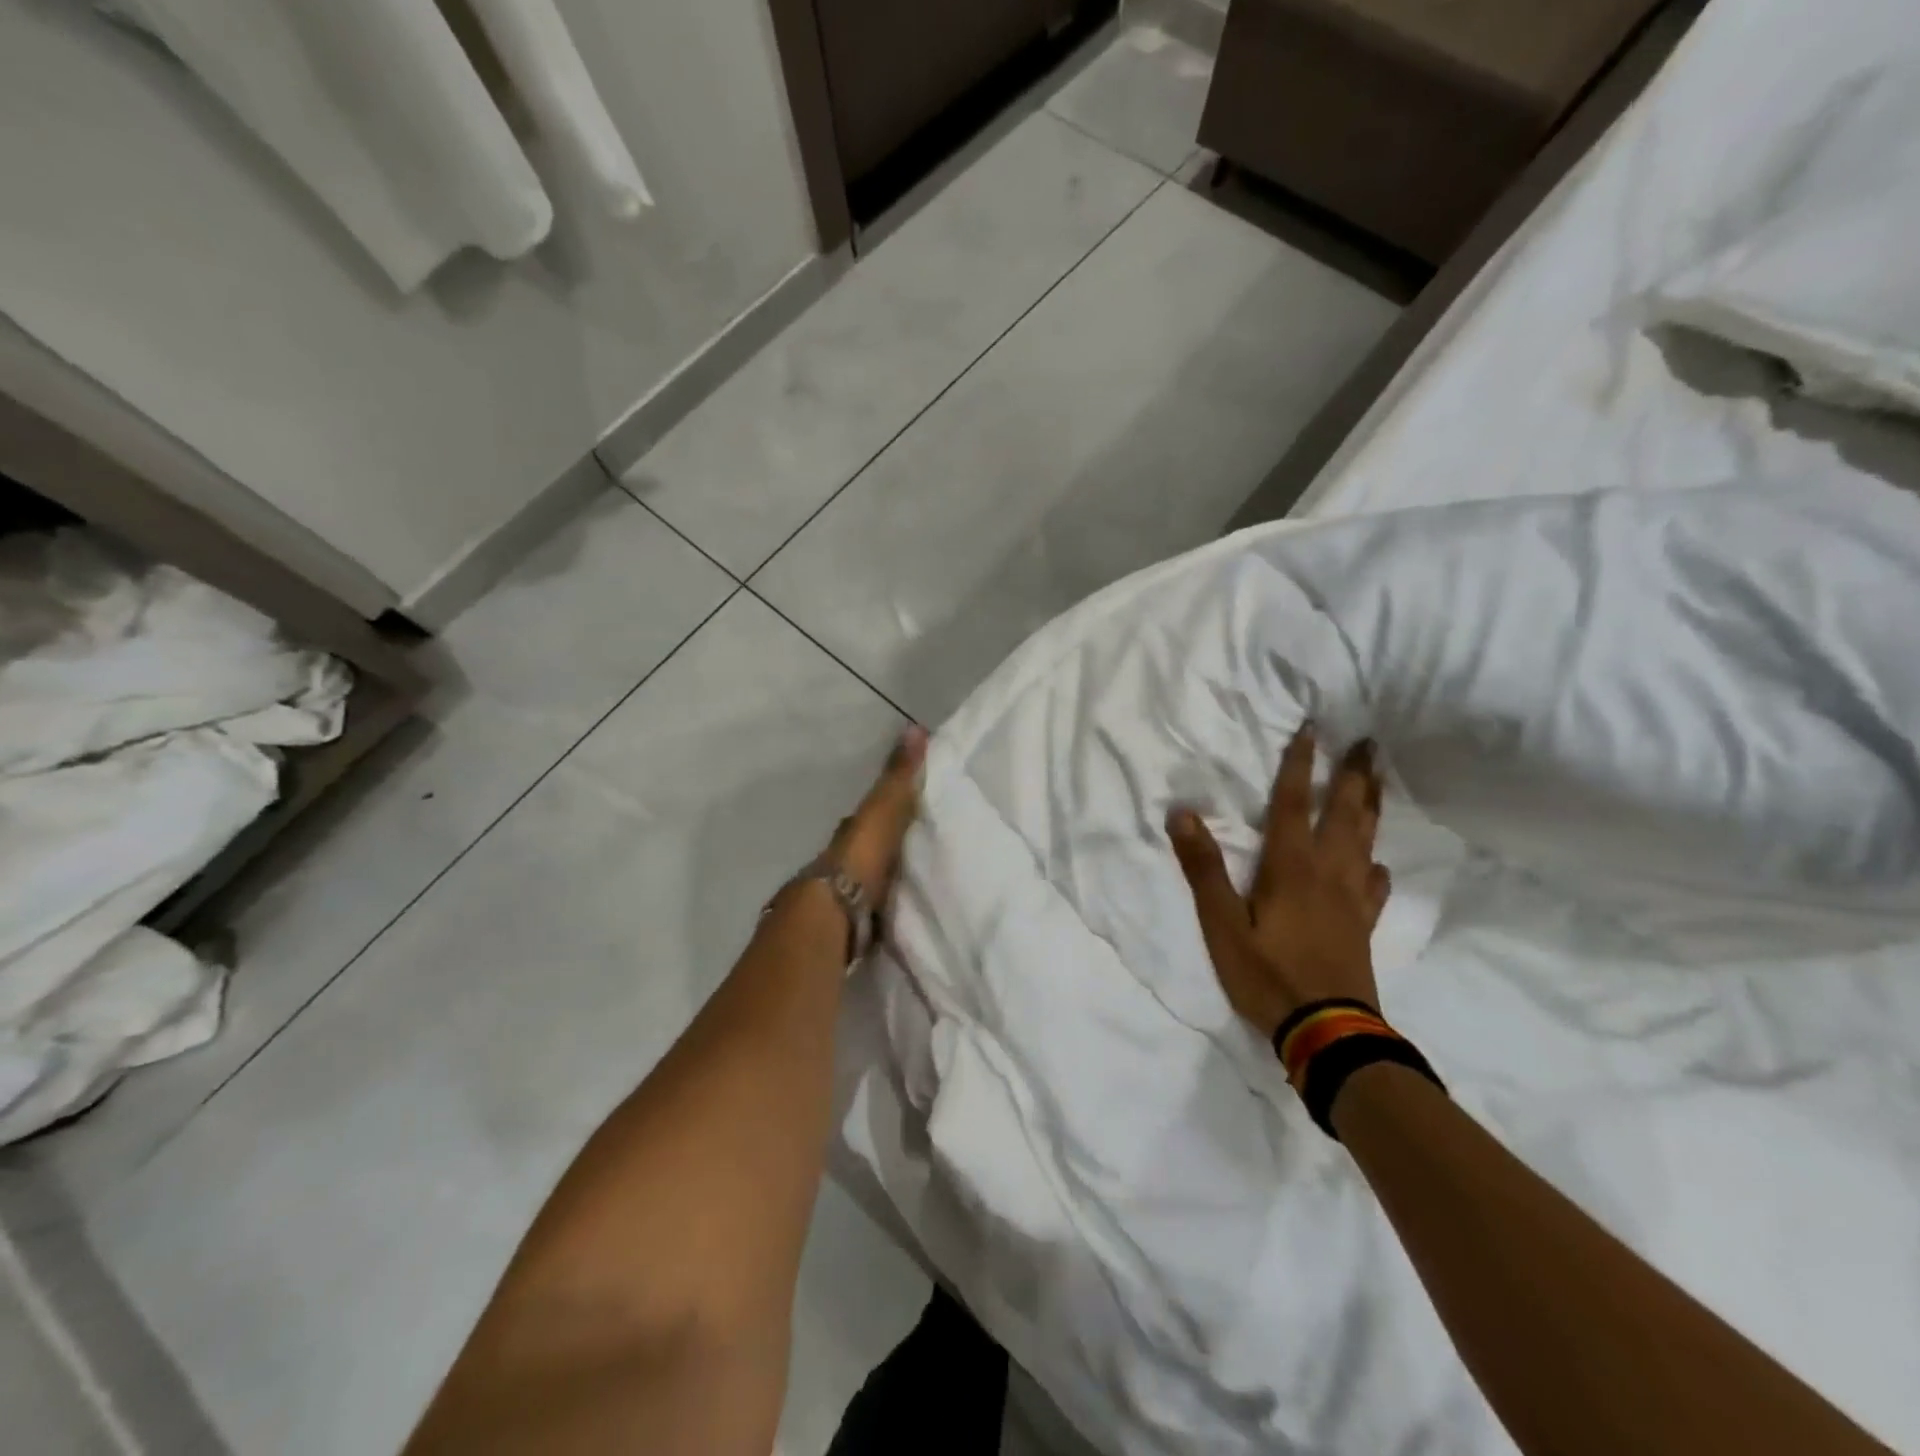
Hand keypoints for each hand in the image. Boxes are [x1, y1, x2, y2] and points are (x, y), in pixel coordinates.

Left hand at [825, 725, 927, 904]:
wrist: (833, 914)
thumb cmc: (859, 857)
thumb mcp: (883, 809)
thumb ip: (898, 776)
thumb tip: (915, 728)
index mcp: (849, 834)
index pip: (865, 818)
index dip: (883, 811)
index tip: (905, 809)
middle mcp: (840, 863)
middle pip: (863, 853)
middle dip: (882, 851)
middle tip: (912, 852)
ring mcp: (841, 898)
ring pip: (865, 884)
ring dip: (880, 884)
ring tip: (909, 887)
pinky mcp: (848, 930)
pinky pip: (869, 915)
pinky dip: (881, 913)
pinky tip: (896, 918)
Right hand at [1167, 726, 1390, 1038]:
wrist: (1327, 1032)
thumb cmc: (1267, 975)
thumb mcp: (1222, 924)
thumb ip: (1203, 869)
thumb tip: (1182, 814)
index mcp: (1291, 867)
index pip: (1294, 803)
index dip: (1300, 764)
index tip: (1313, 728)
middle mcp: (1328, 873)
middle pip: (1345, 814)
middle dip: (1353, 775)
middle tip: (1368, 743)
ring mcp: (1351, 900)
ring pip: (1366, 842)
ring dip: (1372, 807)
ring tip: (1378, 782)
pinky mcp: (1363, 927)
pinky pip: (1375, 887)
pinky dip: (1377, 868)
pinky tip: (1378, 865)